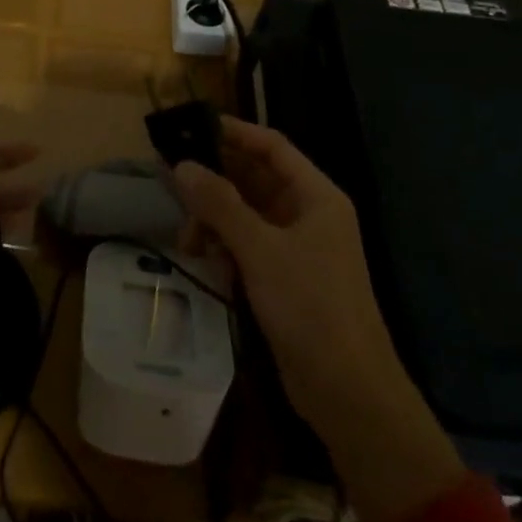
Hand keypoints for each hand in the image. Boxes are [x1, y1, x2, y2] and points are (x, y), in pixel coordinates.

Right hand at [172, 118, 464, 521]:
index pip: (272, 146)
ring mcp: (298, 248)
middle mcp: (308, 214)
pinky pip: (248, 245)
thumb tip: (182, 165)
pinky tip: (205, 262)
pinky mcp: (286, 278)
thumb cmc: (310, 307)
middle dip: (215, 181)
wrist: (349, 394)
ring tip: (187, 240)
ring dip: (214, 220)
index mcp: (316, 196)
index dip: (234, 132)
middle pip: (255, 179)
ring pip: (246, 214)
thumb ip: (220, 204)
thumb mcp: (260, 250)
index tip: (192, 126)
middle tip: (172, 179)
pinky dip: (225, 247)